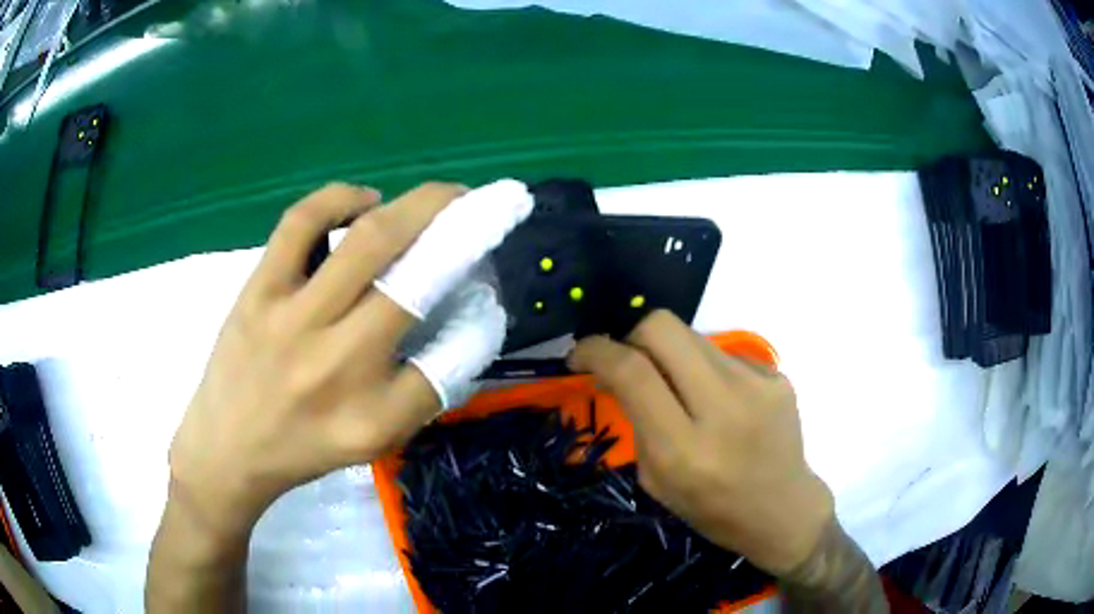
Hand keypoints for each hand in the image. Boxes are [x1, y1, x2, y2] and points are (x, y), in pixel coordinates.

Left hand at [168, 182, 465, 538]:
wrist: (226, 450)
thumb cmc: (302, 449)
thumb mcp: (372, 442)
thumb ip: (419, 391)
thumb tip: (458, 322)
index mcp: (373, 414)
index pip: (449, 359)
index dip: (478, 321)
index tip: (484, 296)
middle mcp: (338, 363)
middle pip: (415, 279)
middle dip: (462, 229)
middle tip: (479, 206)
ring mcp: (292, 318)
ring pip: (367, 241)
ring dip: (416, 207)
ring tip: (437, 199)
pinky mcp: (259, 290)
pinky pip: (301, 223)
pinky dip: (340, 198)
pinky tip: (363, 201)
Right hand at [568, 310, 834, 575]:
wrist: (783, 509)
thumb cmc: (713, 508)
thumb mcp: (656, 480)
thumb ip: (637, 421)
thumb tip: (618, 371)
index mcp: (684, 449)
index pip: (633, 372)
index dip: (596, 350)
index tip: (580, 354)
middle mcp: (724, 407)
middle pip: (663, 328)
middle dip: (632, 335)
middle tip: (630, 361)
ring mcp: (757, 384)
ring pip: (692, 336)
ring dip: (671, 355)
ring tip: (679, 388)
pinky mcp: (776, 374)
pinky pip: (722, 354)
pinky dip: (706, 369)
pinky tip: (719, 401)